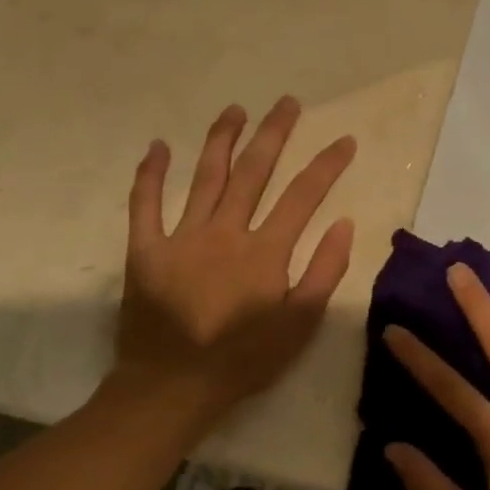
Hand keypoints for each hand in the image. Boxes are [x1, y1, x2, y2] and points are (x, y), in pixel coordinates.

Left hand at [114, 96, 354, 417]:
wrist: (172, 387)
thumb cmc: (245, 358)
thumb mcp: (301, 322)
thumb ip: (325, 270)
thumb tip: (344, 223)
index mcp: (265, 250)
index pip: (303, 195)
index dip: (327, 164)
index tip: (344, 140)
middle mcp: (225, 232)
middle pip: (253, 171)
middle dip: (274, 133)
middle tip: (287, 102)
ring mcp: (181, 237)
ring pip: (204, 177)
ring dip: (221, 139)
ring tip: (235, 109)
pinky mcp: (145, 251)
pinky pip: (144, 205)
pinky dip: (150, 174)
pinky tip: (158, 146)